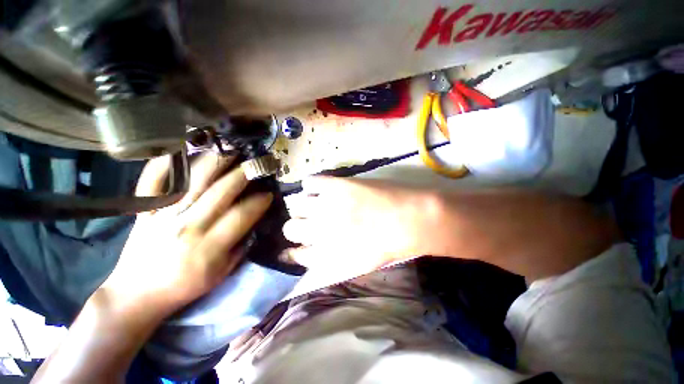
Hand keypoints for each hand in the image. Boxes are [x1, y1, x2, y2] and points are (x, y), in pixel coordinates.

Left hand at [100, 153, 272, 318]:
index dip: (259, 201)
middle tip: (257, 163)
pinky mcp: (144, 210)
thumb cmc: (185, 286)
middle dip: (244, 174)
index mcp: (210, 248)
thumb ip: (241, 246)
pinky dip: (165, 162)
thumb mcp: (222, 274)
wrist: (136, 294)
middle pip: (221, 192)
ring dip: (216, 162)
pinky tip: (181, 149)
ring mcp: (162, 216)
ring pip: (193, 181)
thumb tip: (255, 220)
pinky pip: (153, 181)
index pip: (242, 215)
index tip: (269, 192)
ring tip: (232, 149)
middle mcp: (187, 227)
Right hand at [283, 177, 438, 278]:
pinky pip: (309, 182)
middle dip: (296, 228)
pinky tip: (320, 189)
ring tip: (315, 204)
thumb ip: (332, 261)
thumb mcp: (359, 264)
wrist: (412, 219)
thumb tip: (313, 253)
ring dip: (303, 207)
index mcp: (327, 255)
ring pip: (297, 205)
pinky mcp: (336, 185)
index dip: (294, 251)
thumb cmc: (389, 245)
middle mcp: (321, 231)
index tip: (296, 247)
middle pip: (290, 228)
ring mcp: (327, 206)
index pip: (296, 255)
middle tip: (309, 222)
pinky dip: (310, 186)